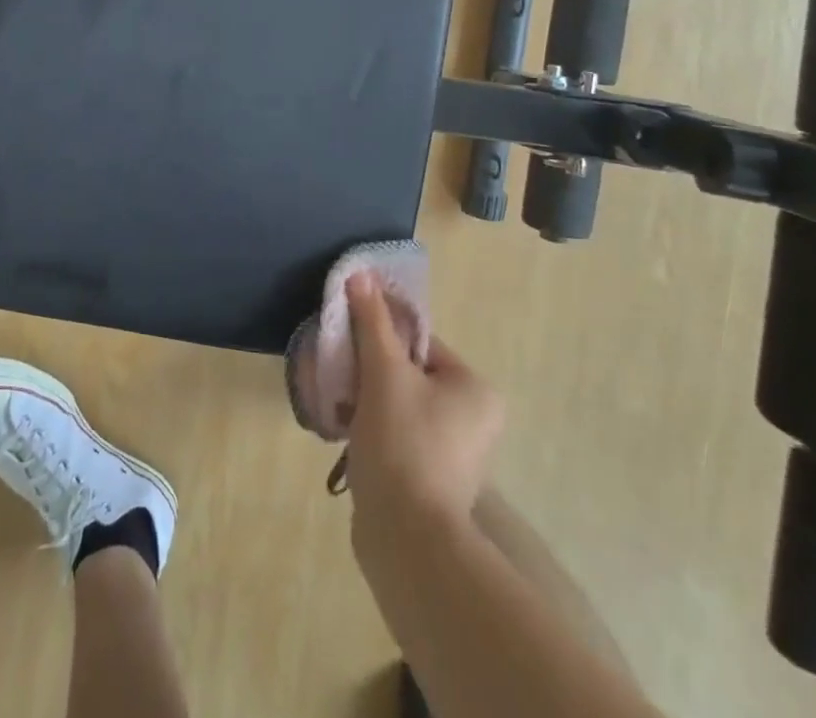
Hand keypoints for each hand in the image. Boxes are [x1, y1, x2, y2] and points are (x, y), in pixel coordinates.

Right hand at [345, 270, 503, 524]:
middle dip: (372, 371)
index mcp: (475, 389)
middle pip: (410, 373)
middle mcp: (475, 420)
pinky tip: (347, 434)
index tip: (349, 344)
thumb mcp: (384, 372)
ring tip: (340, 405)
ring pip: (401, 405)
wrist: (407, 540)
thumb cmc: (403, 443)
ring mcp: (456, 454)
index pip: (421, 343)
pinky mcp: (433, 481)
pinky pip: (400, 436)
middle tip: (342, 375)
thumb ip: (372, 321)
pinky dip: (374, 430)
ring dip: (368, 401)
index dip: (381, 338)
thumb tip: (360, 273)